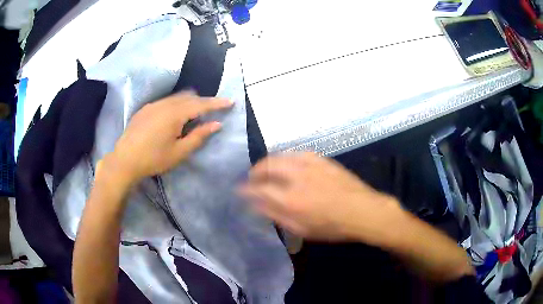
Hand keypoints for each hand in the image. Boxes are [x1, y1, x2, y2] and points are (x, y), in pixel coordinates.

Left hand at [105, 92, 232, 184]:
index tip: (230, 102)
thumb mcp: (179, 152)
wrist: (125, 160)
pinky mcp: (146, 109)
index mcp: (175, 113)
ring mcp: (154, 104)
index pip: (201, 104)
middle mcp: (165, 103)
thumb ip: (199, 136)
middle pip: (190, 97)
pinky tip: (174, 117)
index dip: (217, 103)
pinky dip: (176, 104)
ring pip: (177, 97)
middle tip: (214, 110)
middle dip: (204, 101)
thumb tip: (216, 124)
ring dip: (190, 102)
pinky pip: (166, 101)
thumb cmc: (154, 158)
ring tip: (195, 114)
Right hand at [239, 153, 404, 242]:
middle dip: (254, 172)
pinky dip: (285, 159)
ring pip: (280, 157)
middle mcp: (296, 177)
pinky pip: (295, 154)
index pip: (258, 190)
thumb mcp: (302, 229)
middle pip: (266, 166)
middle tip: (251, 179)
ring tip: (265, 171)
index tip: (239, 190)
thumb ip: (276, 215)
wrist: (362, 210)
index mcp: (290, 199)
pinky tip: (286, 165)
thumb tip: (256, 204)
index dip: (246, 190)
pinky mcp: (320, 159)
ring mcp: (309, 164)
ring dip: (268, 163)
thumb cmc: (332, 226)